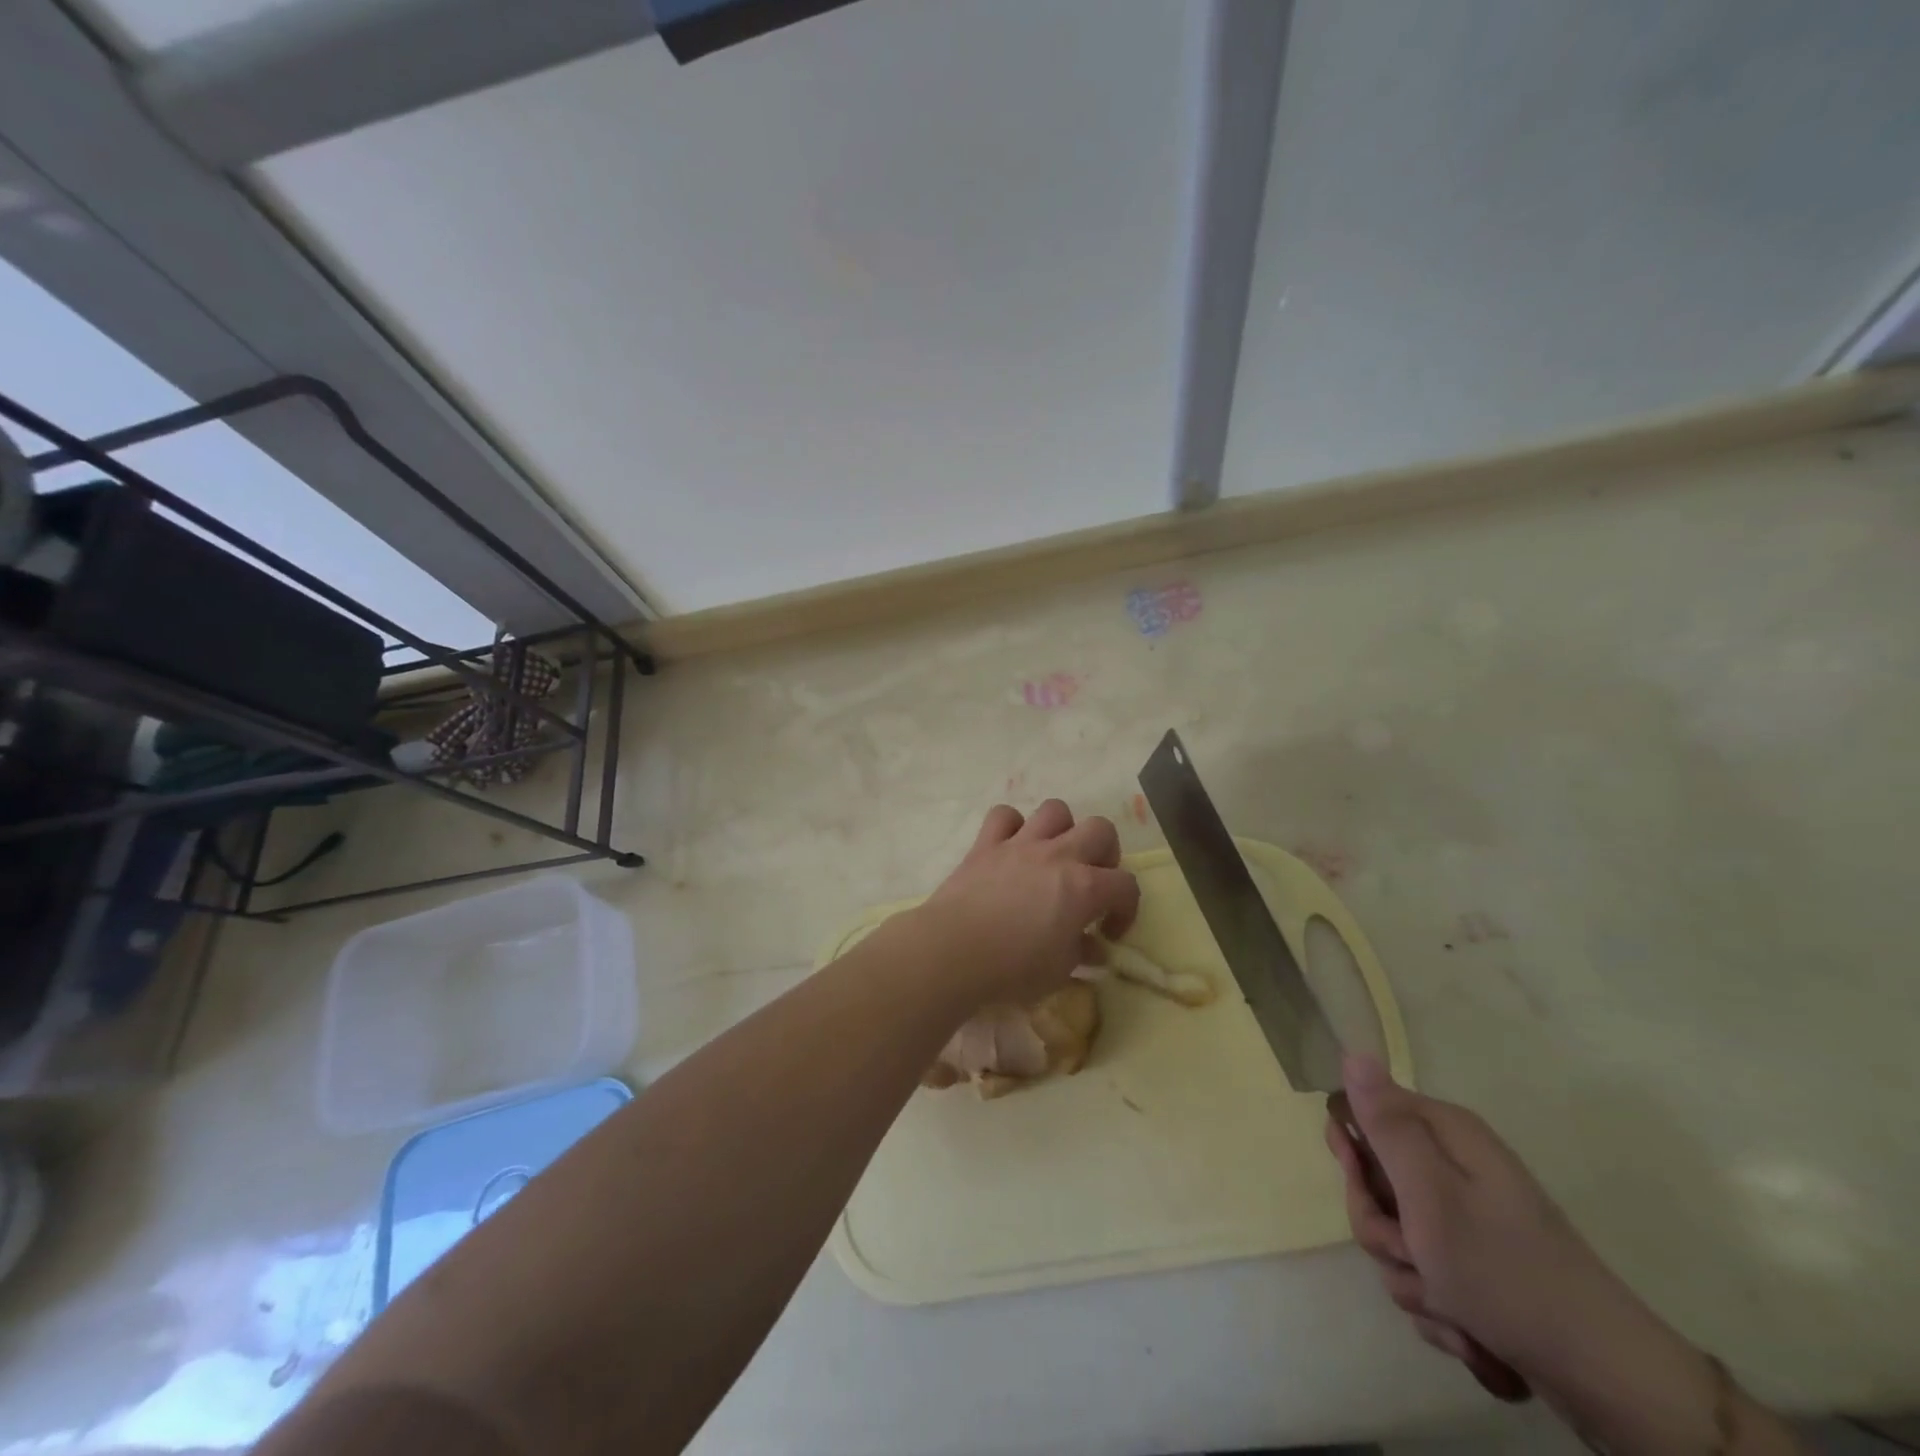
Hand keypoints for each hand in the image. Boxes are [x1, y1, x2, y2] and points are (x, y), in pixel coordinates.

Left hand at [913, 800, 1138, 1006]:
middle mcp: (1058, 855)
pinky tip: (1011, 847)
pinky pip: (1004, 815)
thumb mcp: (1059, 971)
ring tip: (1055, 855)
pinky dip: (1011, 826)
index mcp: (1084, 887)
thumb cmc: (1013, 968)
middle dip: (1105, 853)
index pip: (1126, 885)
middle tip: (1092, 880)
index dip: (1126, 909)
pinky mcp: (986, 843)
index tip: (1109, 932)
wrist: (953, 950)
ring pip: (1055, 810)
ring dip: (1062, 829)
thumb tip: (1093, 947)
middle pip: (1100, 829)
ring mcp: (1021, 844)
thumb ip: (1081, 952)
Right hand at [1327, 1057, 1695, 1408]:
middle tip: (1413, 1254)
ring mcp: (1465, 1216)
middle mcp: (1453, 1164)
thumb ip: (1386, 1125)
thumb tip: (1353, 1053)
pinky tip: (1467, 1328)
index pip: (1361, 1114)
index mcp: (1445, 1133)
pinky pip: (1420, 1273)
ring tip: (1449, 1302)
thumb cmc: (1507, 1274)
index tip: (1364, 1186)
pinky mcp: (1473, 1263)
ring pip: (1393, 1234)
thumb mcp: (1431, 1195)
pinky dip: (1435, 1304)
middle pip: (1374, 1183)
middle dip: (1381, 1228)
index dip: (1352, 1154)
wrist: (1603, 1379)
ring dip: (1409, 1275)